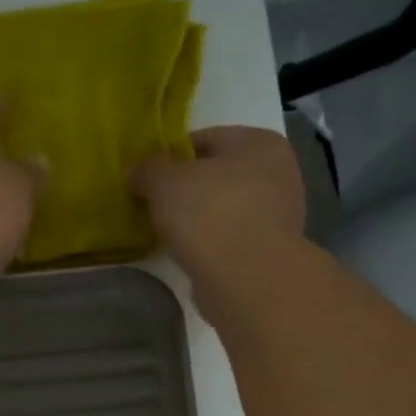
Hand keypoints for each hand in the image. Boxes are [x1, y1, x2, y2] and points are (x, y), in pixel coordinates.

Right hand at [133, 125, 306, 283]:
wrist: (246, 277)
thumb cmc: (209, 213)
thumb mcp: (164, 181)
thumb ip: (148, 169)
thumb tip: (137, 172)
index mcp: (259, 142)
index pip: (206, 139)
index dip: (172, 155)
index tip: (148, 176)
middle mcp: (278, 173)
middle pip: (218, 175)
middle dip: (187, 188)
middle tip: (154, 204)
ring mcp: (279, 215)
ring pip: (225, 208)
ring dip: (199, 218)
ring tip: (167, 232)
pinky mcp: (270, 252)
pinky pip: (230, 238)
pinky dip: (210, 243)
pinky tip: (188, 253)